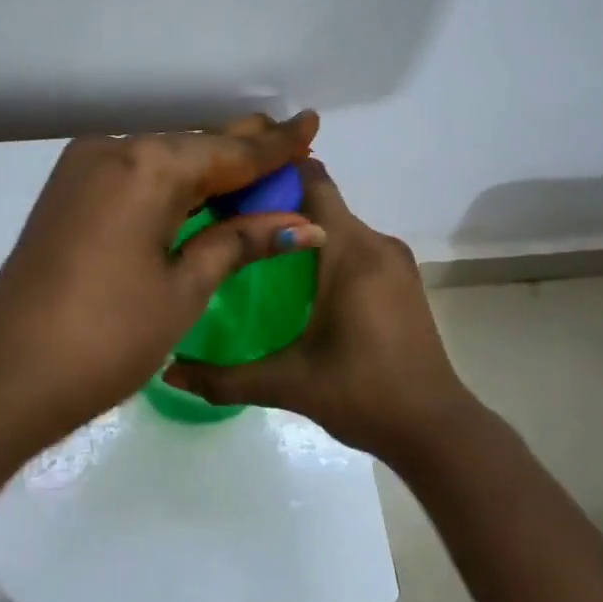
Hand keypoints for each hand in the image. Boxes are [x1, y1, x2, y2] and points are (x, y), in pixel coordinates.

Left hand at [0, 112, 326, 437]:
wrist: (6, 374)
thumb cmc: (108, 336)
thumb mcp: (184, 289)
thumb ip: (239, 242)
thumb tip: (302, 224)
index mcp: (147, 167)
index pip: (227, 152)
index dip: (274, 144)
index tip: (311, 122)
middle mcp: (112, 150)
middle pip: (192, 146)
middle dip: (241, 149)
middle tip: (290, 139)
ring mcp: (83, 170)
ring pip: (161, 158)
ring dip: (206, 167)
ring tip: (254, 165)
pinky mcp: (67, 193)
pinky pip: (134, 175)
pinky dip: (170, 183)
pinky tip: (199, 191)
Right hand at [164, 159, 475, 464]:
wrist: (435, 429)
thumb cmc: (363, 394)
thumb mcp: (288, 383)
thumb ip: (225, 377)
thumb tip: (168, 370)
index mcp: (351, 253)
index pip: (312, 183)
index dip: (273, 173)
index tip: (230, 180)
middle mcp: (376, 244)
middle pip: (321, 202)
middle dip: (278, 204)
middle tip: (228, 219)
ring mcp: (394, 261)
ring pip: (338, 225)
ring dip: (301, 229)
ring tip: (254, 247)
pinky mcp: (401, 280)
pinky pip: (355, 246)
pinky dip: (324, 248)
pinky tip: (295, 279)